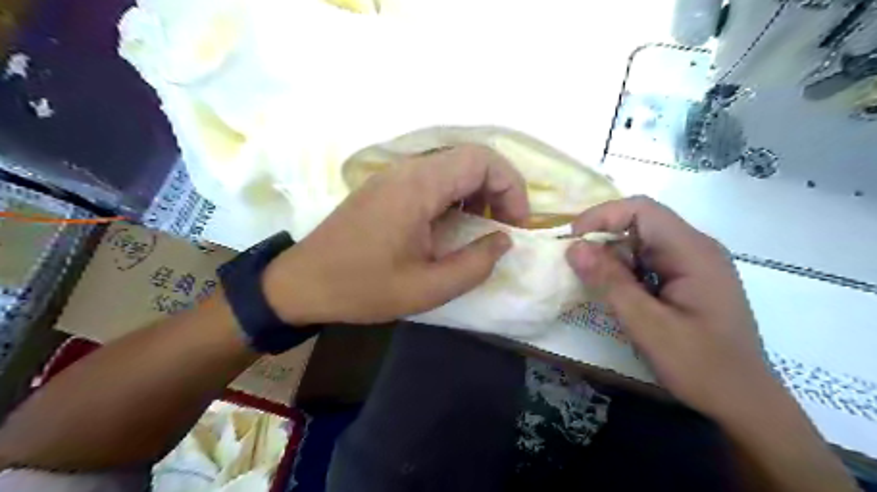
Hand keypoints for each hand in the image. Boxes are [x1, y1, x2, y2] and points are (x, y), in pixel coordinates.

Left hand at [263, 144, 530, 325]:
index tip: (517, 223)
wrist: (302, 283)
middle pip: (469, 158)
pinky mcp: (386, 187)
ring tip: (483, 228)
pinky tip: (454, 225)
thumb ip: (474, 264)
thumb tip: (504, 240)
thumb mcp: (427, 288)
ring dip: (477, 193)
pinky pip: (432, 179)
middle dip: (498, 189)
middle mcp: (407, 170)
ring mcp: (393, 175)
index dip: (511, 186)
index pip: (482, 160)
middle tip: (504, 227)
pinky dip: (455, 196)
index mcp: (418, 187)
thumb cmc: (362, 287)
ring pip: (452, 167)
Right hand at [565, 195, 776, 422]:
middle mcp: (695, 248)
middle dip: (603, 239)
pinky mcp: (686, 280)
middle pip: (640, 223)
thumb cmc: (701, 366)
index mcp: (692, 251)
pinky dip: (624, 272)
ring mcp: (692, 264)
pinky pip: (647, 262)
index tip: (572, 240)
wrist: (744, 403)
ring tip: (594, 284)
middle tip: (576, 266)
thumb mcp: (648, 325)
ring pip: (641, 243)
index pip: (642, 210)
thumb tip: (573, 247)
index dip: (602, 216)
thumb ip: (610, 282)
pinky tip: (617, 294)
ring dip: (612, 258)